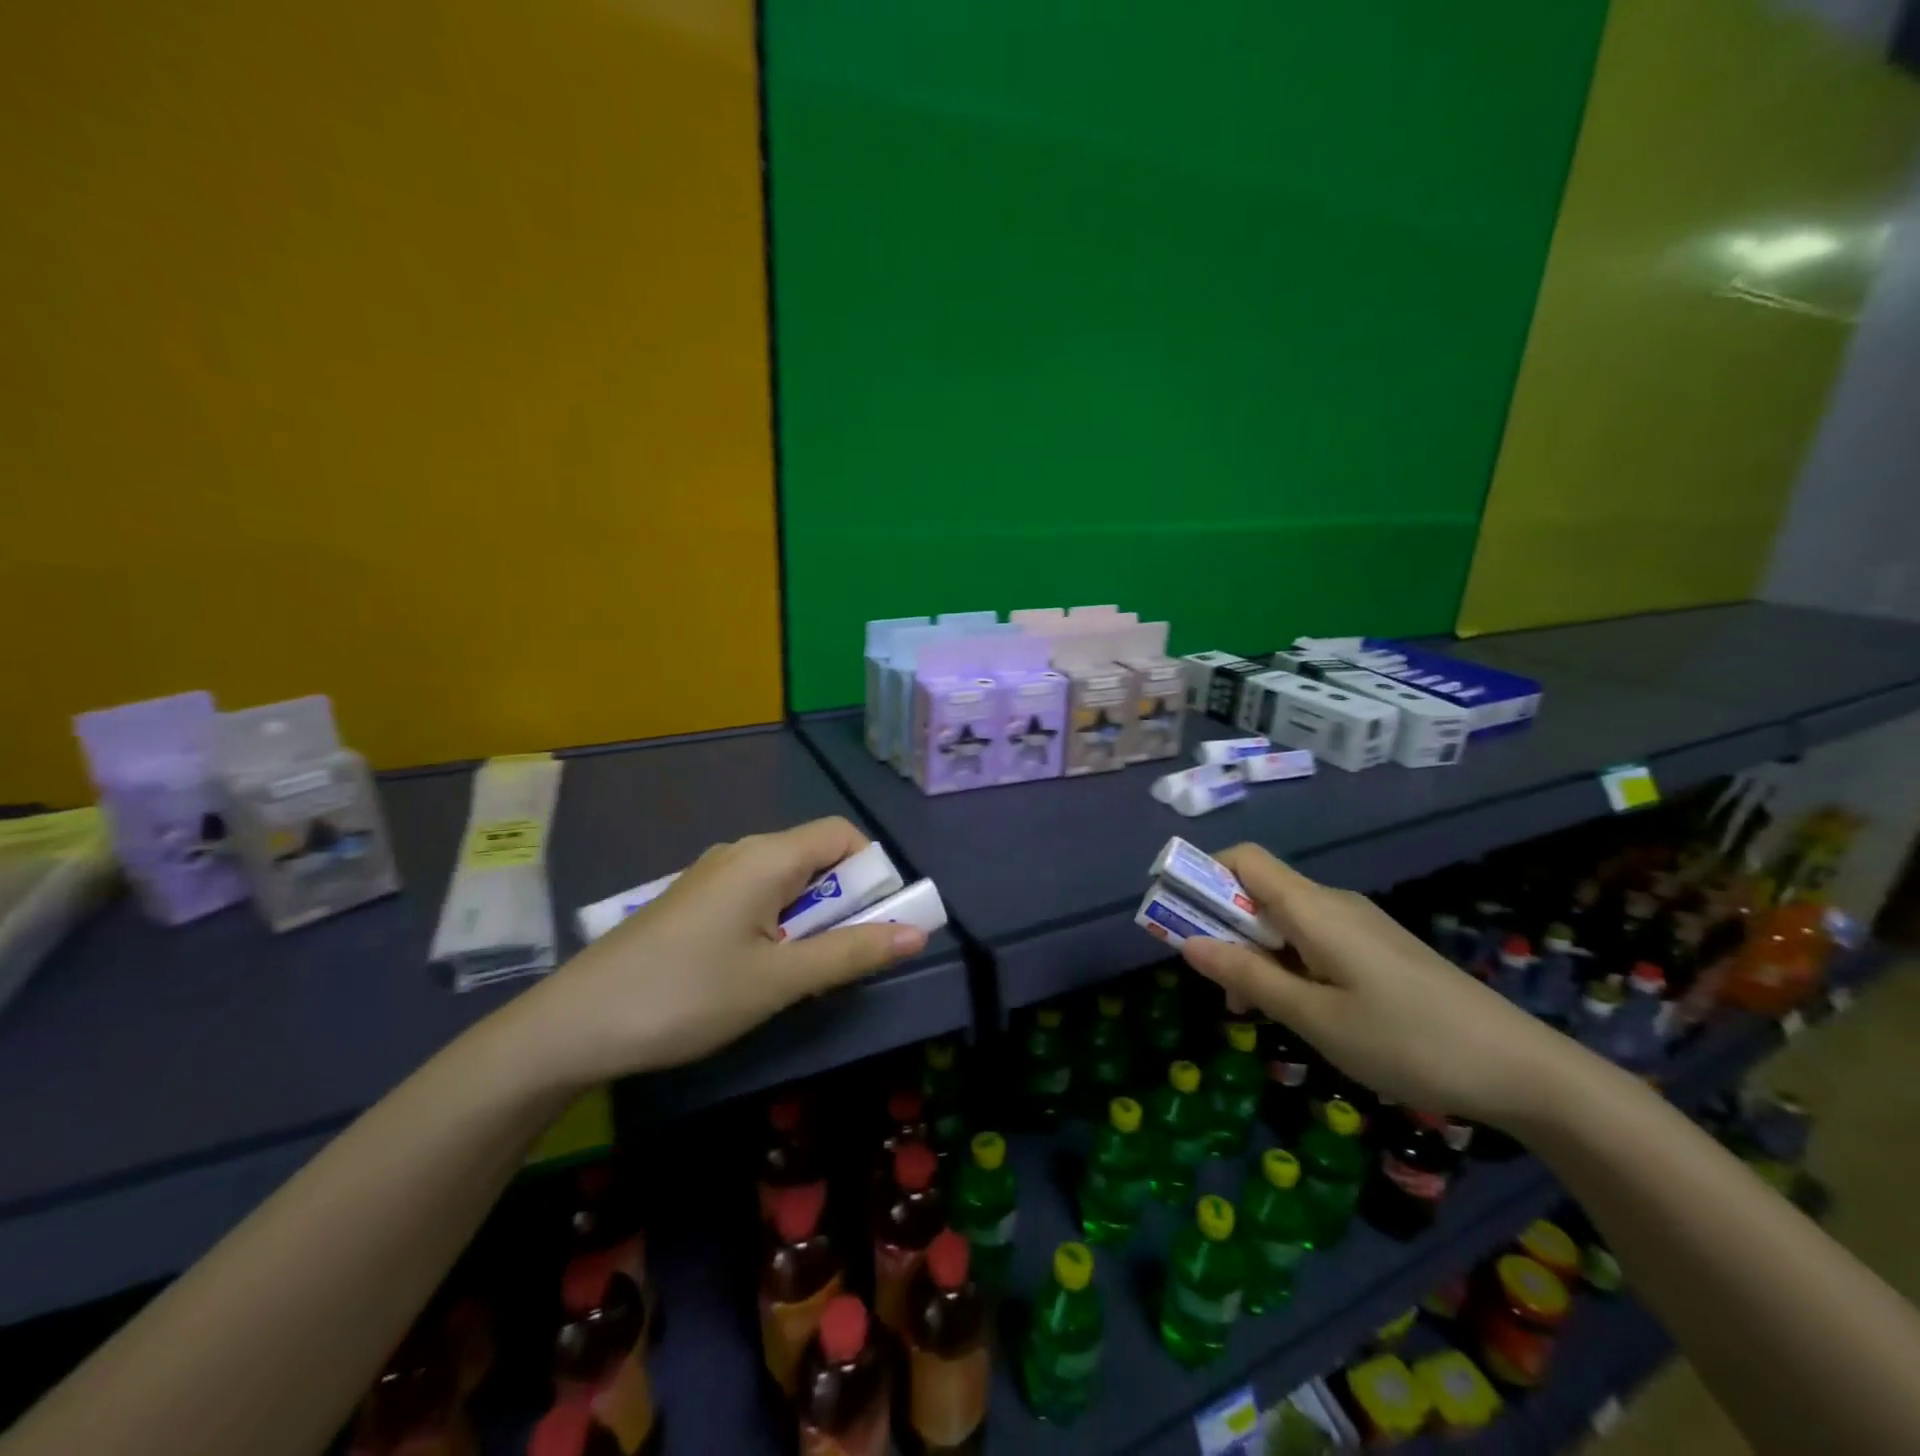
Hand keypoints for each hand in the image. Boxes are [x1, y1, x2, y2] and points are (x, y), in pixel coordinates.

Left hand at [511, 817, 926, 1085]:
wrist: (573, 1025)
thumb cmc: (687, 996)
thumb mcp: (779, 980)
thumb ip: (851, 953)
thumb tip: (918, 934)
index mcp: (767, 856)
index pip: (843, 834)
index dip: (872, 871)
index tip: (875, 922)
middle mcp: (742, 852)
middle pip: (816, 856)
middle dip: (843, 900)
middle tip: (836, 958)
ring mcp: (711, 875)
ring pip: (785, 880)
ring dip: (809, 917)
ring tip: (795, 973)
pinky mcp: (692, 901)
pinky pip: (755, 896)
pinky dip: (776, 923)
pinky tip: (754, 970)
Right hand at [1177, 845, 1569, 1128]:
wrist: (1523, 1070)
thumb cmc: (1407, 1041)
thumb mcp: (1315, 1018)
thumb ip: (1248, 976)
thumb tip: (1188, 942)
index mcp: (1314, 908)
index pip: (1243, 859)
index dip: (1203, 874)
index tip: (1178, 916)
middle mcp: (1333, 903)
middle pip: (1259, 890)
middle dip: (1224, 927)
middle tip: (1218, 986)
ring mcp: (1360, 925)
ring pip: (1285, 920)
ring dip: (1254, 952)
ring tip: (1256, 1011)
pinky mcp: (1378, 949)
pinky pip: (1313, 939)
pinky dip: (1287, 963)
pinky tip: (1302, 1010)